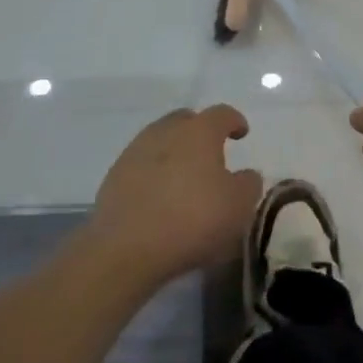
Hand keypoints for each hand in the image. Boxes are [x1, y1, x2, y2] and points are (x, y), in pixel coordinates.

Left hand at [91, 106, 263, 284]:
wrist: (125, 249)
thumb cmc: (193, 219)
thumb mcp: (238, 206)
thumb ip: (248, 184)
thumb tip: (245, 175)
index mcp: (200, 131)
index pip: (222, 114)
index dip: (235, 121)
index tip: (242, 134)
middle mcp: (166, 131)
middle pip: (186, 120)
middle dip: (200, 131)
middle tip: (210, 153)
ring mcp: (135, 152)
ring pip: (160, 141)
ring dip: (174, 152)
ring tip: (183, 177)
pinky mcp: (113, 177)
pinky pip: (141, 165)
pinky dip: (153, 173)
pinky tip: (159, 197)